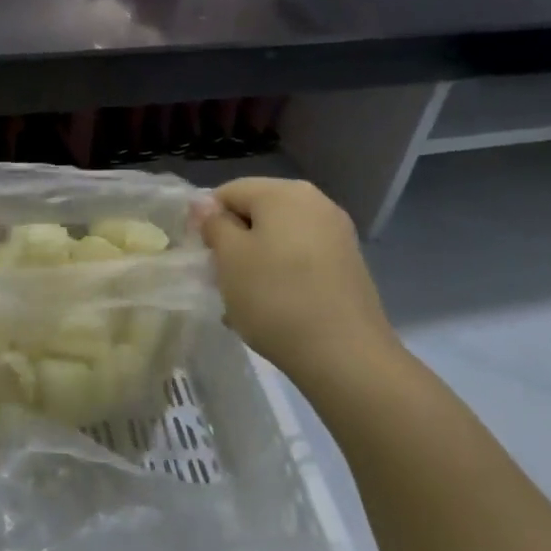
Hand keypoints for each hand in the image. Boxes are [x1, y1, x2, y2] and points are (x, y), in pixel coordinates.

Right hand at [201, 178, 400, 386]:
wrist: (347, 357)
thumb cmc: (277, 298)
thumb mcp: (230, 258)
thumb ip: (213, 224)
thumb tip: (204, 204)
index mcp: (284, 192)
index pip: (228, 192)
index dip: (207, 220)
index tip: (202, 256)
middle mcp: (315, 202)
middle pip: (256, 213)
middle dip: (234, 242)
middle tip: (221, 279)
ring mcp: (337, 234)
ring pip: (279, 238)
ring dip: (256, 261)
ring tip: (245, 299)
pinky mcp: (348, 265)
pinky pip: (301, 258)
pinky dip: (282, 275)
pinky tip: (274, 308)